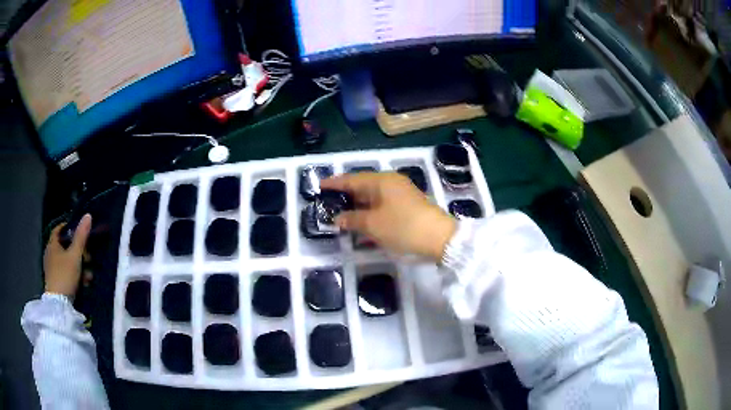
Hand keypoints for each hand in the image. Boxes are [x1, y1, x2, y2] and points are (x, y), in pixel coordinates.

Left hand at [44, 214, 91, 297]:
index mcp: (52, 244)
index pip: (58, 229)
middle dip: (78, 252)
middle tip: (88, 258)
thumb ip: (81, 237)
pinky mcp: (55, 282)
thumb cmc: (65, 275)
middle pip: (65, 247)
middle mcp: (50, 254)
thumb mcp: (75, 255)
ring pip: (67, 262)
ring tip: (89, 276)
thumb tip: (88, 215)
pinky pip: (66, 274)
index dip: (68, 228)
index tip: (79, 231)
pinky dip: (74, 276)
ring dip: (78, 267)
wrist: (59, 304)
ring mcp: (52, 269)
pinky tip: (83, 284)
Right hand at [321, 172, 455, 261]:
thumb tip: (338, 218)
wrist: (440, 238)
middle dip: (346, 196)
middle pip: (363, 187)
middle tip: (329, 203)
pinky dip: (371, 215)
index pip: (352, 179)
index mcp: (381, 181)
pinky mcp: (408, 207)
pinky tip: (363, 225)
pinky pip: (383, 207)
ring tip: (342, 215)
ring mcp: (401, 195)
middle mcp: (391, 183)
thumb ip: (353, 219)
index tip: (320, 185)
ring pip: (373, 198)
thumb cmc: (403, 227)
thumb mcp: (373, 224)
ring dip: (359, 207)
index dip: (335, 183)